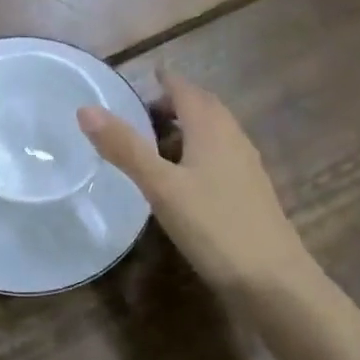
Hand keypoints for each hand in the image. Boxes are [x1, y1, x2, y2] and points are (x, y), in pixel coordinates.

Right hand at [76, 70, 308, 299]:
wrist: (274, 282)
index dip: (164, 81)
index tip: (143, 77)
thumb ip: (124, 147)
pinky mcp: (249, 192)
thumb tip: (85, 109)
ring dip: (184, 129)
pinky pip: (218, 156)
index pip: (185, 89)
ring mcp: (245, 166)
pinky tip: (181, 179)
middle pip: (202, 108)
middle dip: (173, 104)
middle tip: (140, 113)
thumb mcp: (161, 186)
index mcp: (211, 127)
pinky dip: (195, 153)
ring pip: (212, 133)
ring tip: (153, 144)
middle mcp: (232, 137)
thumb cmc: (214, 225)